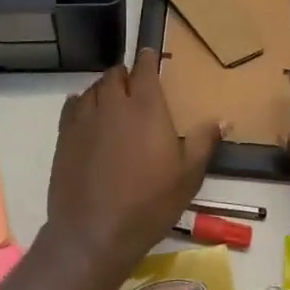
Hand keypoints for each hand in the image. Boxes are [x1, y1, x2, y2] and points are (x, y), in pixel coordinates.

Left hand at [44, 48, 224, 282]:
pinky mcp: (64, 135)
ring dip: (104, 89)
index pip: (144, 68)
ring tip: (112, 101)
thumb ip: (204, 142)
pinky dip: (82, 103)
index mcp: (146, 107)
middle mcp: (114, 103)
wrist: (94, 233)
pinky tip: (87, 115)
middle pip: (115, 74)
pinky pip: (72, 106)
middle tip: (134, 86)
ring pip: (93, 88)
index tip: (150, 55)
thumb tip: (224, 119)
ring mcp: (85, 118)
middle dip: (125, 74)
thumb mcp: (188, 176)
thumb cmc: (149, 204)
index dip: (147, 59)